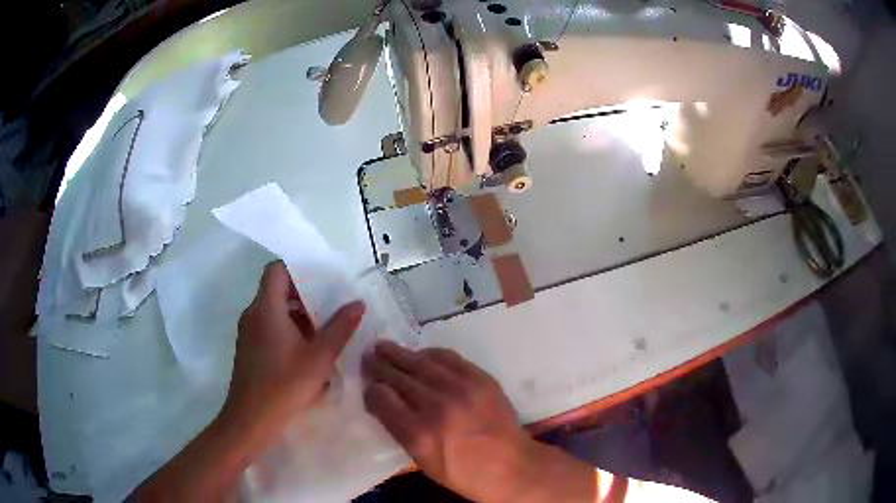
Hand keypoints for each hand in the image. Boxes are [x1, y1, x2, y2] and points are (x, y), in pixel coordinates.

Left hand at [136, 261, 365, 500]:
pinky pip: (270, 328)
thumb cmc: (284, 385)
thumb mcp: (319, 358)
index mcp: (266, 308)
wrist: (250, 420)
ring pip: (275, 311)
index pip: (277, 269)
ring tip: (326, 331)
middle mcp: (253, 314)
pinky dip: (289, 331)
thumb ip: (340, 328)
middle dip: (306, 296)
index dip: (299, 269)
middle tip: (333, 307)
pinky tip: (309, 353)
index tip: (324, 281)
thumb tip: (357, 303)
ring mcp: (249, 332)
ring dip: (300, 316)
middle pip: (277, 290)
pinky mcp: (249, 349)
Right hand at [362, 341, 536, 501]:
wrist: (511, 466)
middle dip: (378, 366)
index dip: (371, 391)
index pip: (381, 399)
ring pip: (420, 362)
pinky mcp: (480, 378)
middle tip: (366, 357)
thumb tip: (384, 402)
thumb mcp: (422, 462)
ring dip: (398, 353)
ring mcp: (461, 389)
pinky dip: (429, 354)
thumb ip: (400, 430)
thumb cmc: (463, 473)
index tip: (369, 388)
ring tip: (383, 347)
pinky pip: (447, 357)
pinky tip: (420, 354)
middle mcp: (436, 406)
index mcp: (418, 433)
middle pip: (397, 377)